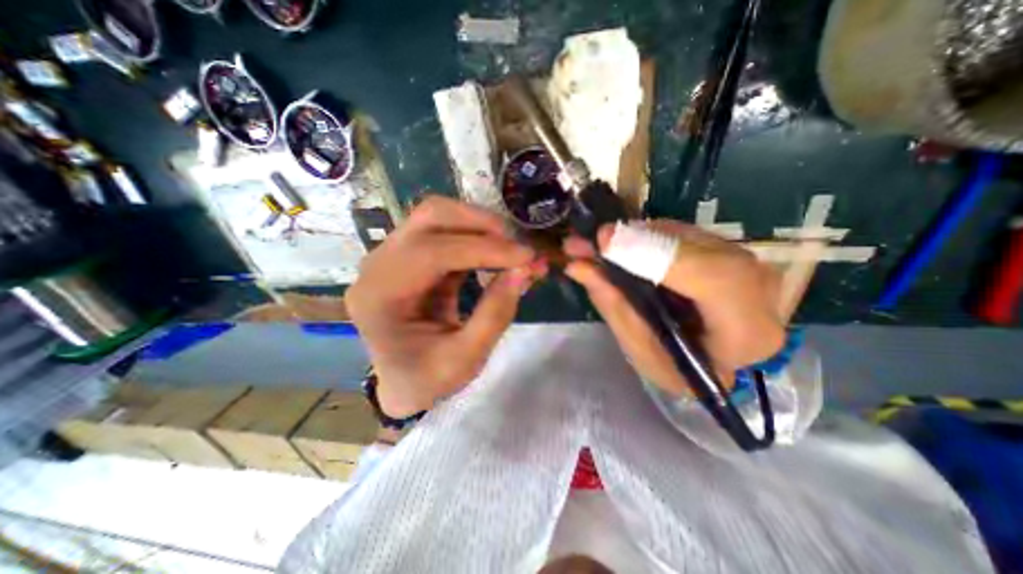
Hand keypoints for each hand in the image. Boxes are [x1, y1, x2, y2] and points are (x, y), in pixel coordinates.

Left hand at [347, 197, 546, 416]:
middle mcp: (378, 265)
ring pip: (437, 217)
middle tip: (518, 245)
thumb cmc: (428, 379)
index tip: (526, 256)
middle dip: (481, 224)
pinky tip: (497, 254)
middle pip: (430, 217)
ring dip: (480, 226)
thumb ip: (495, 313)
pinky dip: (475, 237)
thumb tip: (524, 269)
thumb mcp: (466, 359)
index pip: (431, 252)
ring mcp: (392, 256)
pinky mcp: (411, 256)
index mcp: (380, 296)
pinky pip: (445, 233)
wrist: (404, 383)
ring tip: (511, 248)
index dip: (483, 249)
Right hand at [564, 219, 785, 397]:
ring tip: (594, 245)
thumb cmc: (676, 367)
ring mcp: (746, 262)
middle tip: (584, 241)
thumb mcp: (640, 350)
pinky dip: (643, 237)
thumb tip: (579, 267)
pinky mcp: (726, 248)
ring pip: (682, 234)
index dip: (655, 255)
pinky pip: (678, 233)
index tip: (603, 243)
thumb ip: (614, 306)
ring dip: (633, 236)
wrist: (718, 360)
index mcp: (745, 333)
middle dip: (633, 241)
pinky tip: (619, 247)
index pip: (711, 279)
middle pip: (692, 248)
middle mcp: (758, 289)